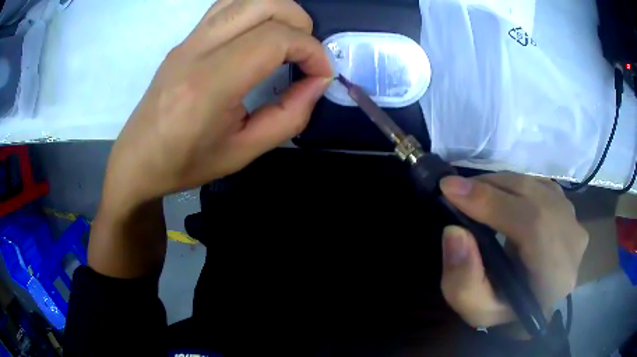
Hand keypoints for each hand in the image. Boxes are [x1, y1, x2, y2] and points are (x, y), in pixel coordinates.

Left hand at [102, 0, 331, 212]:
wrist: (138, 159)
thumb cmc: (186, 163)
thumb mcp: (244, 152)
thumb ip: (289, 116)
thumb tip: (318, 82)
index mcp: (209, 84)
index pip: (274, 39)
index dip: (311, 51)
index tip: (322, 75)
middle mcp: (197, 50)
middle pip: (264, 4)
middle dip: (300, 23)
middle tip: (307, 54)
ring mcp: (188, 40)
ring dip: (279, 11)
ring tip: (288, 40)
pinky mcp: (185, 39)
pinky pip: (227, 6)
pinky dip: (256, 10)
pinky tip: (261, 34)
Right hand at [438, 172, 587, 331]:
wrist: (535, 303)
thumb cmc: (505, 312)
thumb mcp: (476, 310)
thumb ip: (463, 281)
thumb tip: (454, 231)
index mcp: (555, 277)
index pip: (533, 226)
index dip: (493, 203)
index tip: (451, 189)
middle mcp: (573, 243)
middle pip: (536, 199)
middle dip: (492, 188)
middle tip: (457, 187)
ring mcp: (575, 221)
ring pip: (537, 187)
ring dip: (502, 184)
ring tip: (475, 192)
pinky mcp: (569, 208)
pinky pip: (540, 184)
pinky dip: (515, 184)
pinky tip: (500, 194)